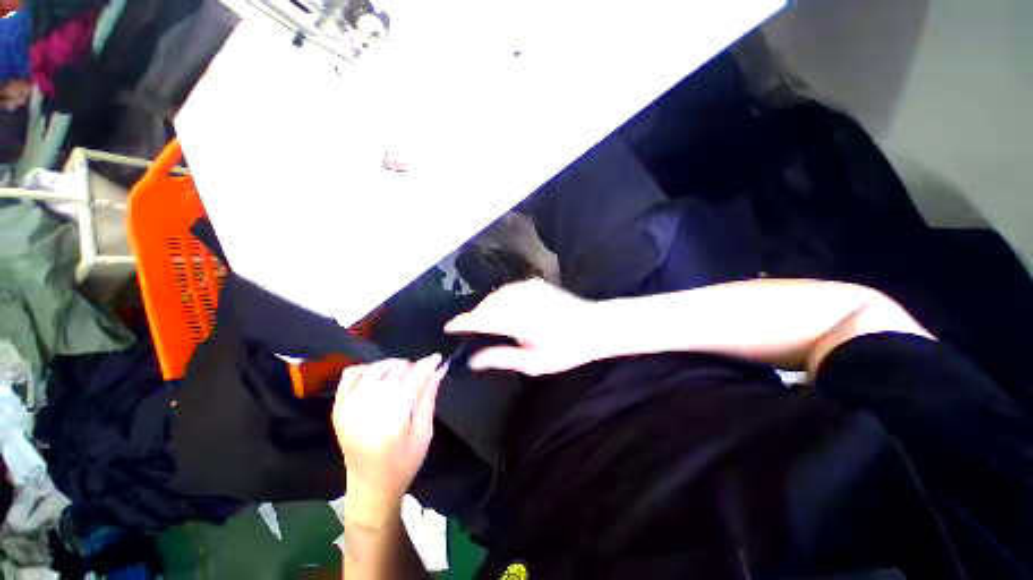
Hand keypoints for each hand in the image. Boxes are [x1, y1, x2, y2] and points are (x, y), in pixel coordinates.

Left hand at [333, 355, 444, 525]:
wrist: (369, 488)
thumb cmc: (404, 463)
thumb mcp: (424, 433)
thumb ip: (429, 397)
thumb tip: (439, 368)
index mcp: (392, 422)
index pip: (413, 380)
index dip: (427, 365)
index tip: (438, 357)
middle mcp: (367, 411)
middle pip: (395, 372)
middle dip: (413, 366)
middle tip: (423, 372)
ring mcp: (348, 408)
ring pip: (374, 369)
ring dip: (393, 365)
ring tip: (403, 373)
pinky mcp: (338, 408)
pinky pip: (351, 374)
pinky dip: (368, 368)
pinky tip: (380, 376)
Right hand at [444, 279, 600, 375]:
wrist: (595, 325)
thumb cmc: (566, 349)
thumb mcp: (534, 362)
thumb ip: (502, 358)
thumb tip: (473, 360)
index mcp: (519, 321)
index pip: (481, 319)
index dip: (463, 322)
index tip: (449, 326)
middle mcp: (521, 300)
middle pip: (487, 305)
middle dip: (474, 316)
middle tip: (469, 330)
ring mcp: (529, 288)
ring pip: (496, 295)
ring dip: (486, 306)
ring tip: (484, 321)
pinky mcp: (535, 283)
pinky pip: (508, 289)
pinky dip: (498, 298)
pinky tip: (502, 308)